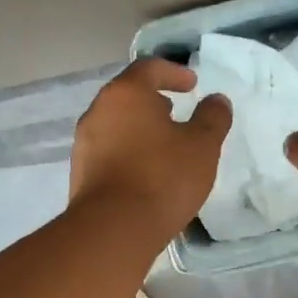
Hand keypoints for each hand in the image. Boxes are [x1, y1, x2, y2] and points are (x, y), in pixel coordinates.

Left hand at [70, 58, 231, 242]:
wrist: (114, 230)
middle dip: (153, 101)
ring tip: (163, 146)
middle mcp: (98, 111)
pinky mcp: (81, 173)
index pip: (149, 68)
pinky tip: (145, 173)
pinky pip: (109, 152)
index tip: (192, 84)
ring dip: (139, 129)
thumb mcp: (202, 146)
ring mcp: (84, 143)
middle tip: (176, 112)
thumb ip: (212, 118)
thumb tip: (217, 100)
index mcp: (126, 94)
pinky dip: (128, 152)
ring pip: (116, 125)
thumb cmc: (163, 178)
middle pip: (127, 96)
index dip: (173, 72)